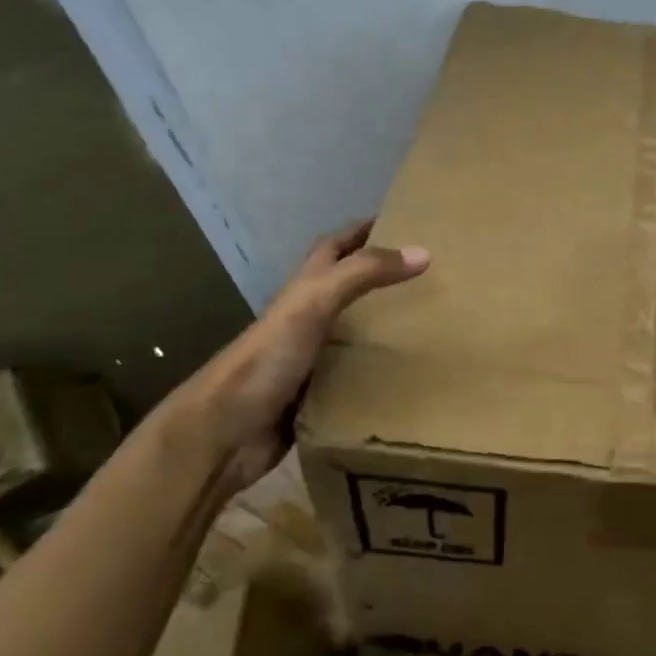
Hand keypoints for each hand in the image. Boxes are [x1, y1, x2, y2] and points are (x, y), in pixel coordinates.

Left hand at [171, 220, 428, 492]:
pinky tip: (409, 373)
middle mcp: (306, 319)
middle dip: (382, 275)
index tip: (402, 220)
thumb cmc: (267, 359)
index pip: (336, 246)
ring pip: (355, 331)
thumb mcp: (314, 303)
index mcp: (303, 290)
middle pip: (347, 286)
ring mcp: (311, 358)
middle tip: (429, 274)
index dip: (363, 230)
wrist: (223, 434)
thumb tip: (423, 252)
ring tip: (432, 321)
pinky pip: (356, 374)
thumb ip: (364, 274)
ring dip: (386, 324)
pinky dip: (381, 369)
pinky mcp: (317, 395)